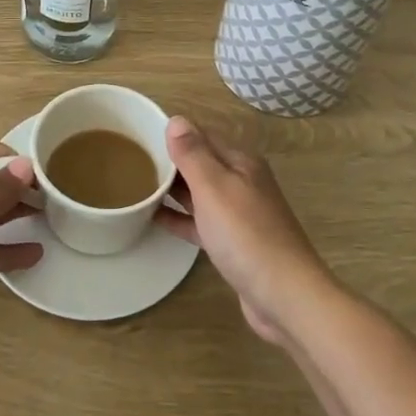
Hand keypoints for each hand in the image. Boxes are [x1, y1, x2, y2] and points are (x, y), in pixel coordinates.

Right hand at [155, 116, 332, 344]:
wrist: (284, 296)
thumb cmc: (246, 235)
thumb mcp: (214, 187)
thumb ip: (193, 154)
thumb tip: (176, 119)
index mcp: (240, 162)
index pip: (202, 135)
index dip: (173, 133)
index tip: (139, 134)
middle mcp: (242, 182)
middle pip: (201, 162)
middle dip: (170, 160)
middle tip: (131, 160)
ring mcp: (239, 214)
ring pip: (199, 192)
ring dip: (173, 188)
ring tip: (137, 185)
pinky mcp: (233, 243)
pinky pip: (200, 221)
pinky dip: (180, 217)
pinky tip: (154, 218)